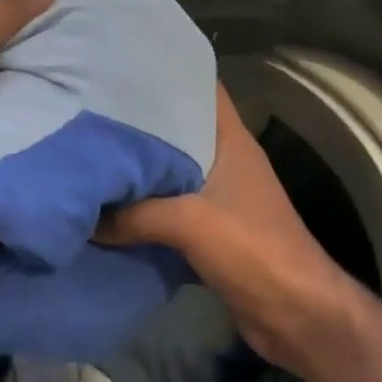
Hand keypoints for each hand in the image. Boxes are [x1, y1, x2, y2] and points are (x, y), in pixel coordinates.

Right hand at [100, 84, 360, 371]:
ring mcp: (219, 197)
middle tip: (90, 112)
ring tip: (91, 155)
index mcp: (231, 140)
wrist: (297, 315)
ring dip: (138, 171)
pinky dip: (143, 210)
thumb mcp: (189, 222)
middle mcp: (225, 161)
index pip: (201, 89)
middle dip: (138, 124)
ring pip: (170, 172)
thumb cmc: (253, 250)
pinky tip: (108, 208)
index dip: (167, 73)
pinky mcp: (210, 232)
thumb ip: (133, 214)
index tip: (122, 66)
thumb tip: (83, 215)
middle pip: (177, 131)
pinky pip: (168, 210)